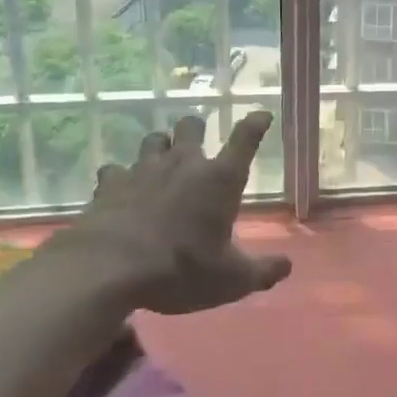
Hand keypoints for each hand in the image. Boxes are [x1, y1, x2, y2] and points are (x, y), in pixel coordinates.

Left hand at [48, 111, 291, 315]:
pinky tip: (120, 190)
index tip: (262, 115)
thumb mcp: (230, 281)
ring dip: (160, 147)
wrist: (109, 269)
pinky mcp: (111, 182)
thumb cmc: (180, 269)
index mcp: (219, 179)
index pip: (245, 139)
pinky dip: (120, 177)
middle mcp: (184, 163)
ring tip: (160, 163)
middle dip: (195, 129)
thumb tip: (287, 266)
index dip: (256, 124)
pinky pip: (115, 169)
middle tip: (196, 143)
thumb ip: (261, 272)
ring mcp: (144, 168)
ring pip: (154, 140)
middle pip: (191, 125)